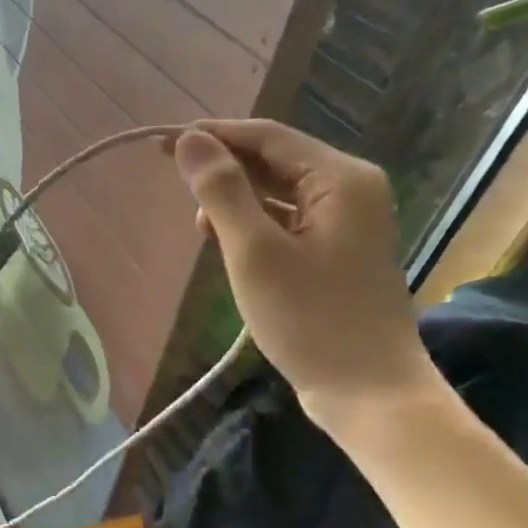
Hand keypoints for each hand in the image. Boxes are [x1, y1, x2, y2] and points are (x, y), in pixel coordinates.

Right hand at [172, 120, 434, 425]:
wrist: (368, 392)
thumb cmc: (309, 319)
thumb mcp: (254, 252)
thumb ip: (222, 191)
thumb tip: (188, 141)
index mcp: (340, 178)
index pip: (266, 137)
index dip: (212, 135)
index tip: (159, 145)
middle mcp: (351, 188)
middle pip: (275, 160)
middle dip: (224, 168)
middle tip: (172, 182)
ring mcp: (348, 221)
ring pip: (279, 191)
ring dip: (236, 199)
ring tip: (199, 224)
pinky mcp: (338, 250)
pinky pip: (288, 218)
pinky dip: (254, 223)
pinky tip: (227, 243)